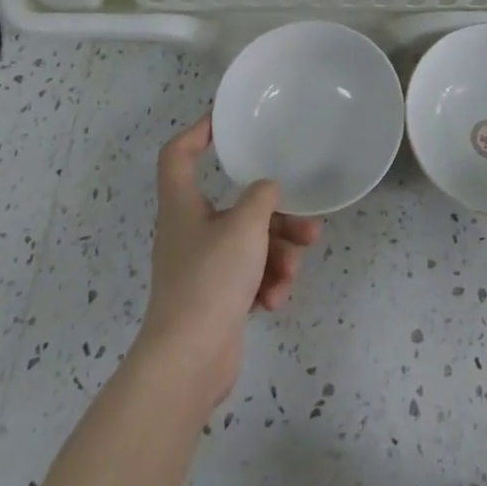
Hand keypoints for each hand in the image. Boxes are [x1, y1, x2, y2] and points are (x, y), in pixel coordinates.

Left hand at [134, 116, 321, 405]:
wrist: (188, 364)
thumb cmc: (210, 281)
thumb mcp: (245, 226)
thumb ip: (262, 197)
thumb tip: (268, 190)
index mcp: (183, 205)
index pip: (179, 154)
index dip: (198, 131)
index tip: (226, 121)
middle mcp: (190, 230)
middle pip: (236, 205)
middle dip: (276, 215)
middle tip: (307, 224)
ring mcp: (203, 267)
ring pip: (250, 242)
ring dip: (278, 253)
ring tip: (293, 269)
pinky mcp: (217, 298)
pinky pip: (250, 276)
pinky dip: (266, 282)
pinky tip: (275, 298)